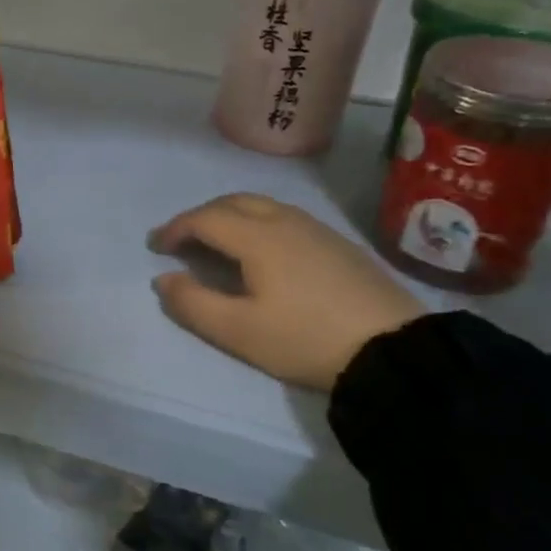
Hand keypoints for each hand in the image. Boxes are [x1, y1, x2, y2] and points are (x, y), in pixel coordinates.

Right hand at [148, 193, 423, 390]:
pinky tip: (264, 252)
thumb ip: (192, 304)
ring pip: (262, 206)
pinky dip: (258, 223)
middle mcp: (286, 221)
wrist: (394, 349)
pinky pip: (285, 218)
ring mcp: (317, 229)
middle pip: (233, 201)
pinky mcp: (339, 243)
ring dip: (231, 216)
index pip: (205, 218)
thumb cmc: (306, 338)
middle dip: (201, 215)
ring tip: (218, 243)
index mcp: (258, 237)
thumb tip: (163, 279)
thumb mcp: (238, 331)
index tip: (156, 246)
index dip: (176, 228)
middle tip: (183, 240)